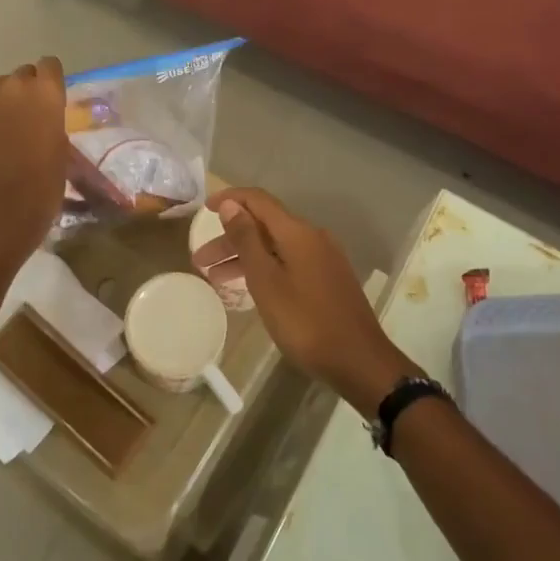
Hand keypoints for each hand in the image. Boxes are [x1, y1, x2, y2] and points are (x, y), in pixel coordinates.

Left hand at [0, 58, 67, 262]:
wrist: (1, 211)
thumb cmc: (44, 184)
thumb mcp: (61, 146)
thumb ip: (52, 119)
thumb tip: (44, 114)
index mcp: (46, 93)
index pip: (50, 65)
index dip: (51, 80)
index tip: (52, 98)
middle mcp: (15, 86)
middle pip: (23, 73)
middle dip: (28, 89)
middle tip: (31, 117)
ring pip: (0, 87)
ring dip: (6, 100)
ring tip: (8, 129)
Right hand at [209, 188, 420, 411]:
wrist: (359, 361)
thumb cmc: (305, 322)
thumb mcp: (266, 281)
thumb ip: (247, 240)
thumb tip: (232, 205)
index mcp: (297, 232)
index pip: (258, 200)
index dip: (230, 199)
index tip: (204, 208)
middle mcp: (312, 237)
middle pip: (264, 225)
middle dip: (230, 238)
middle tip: (200, 260)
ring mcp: (323, 258)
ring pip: (275, 246)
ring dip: (244, 256)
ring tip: (214, 279)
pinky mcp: (327, 278)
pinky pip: (288, 261)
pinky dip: (264, 267)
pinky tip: (249, 287)